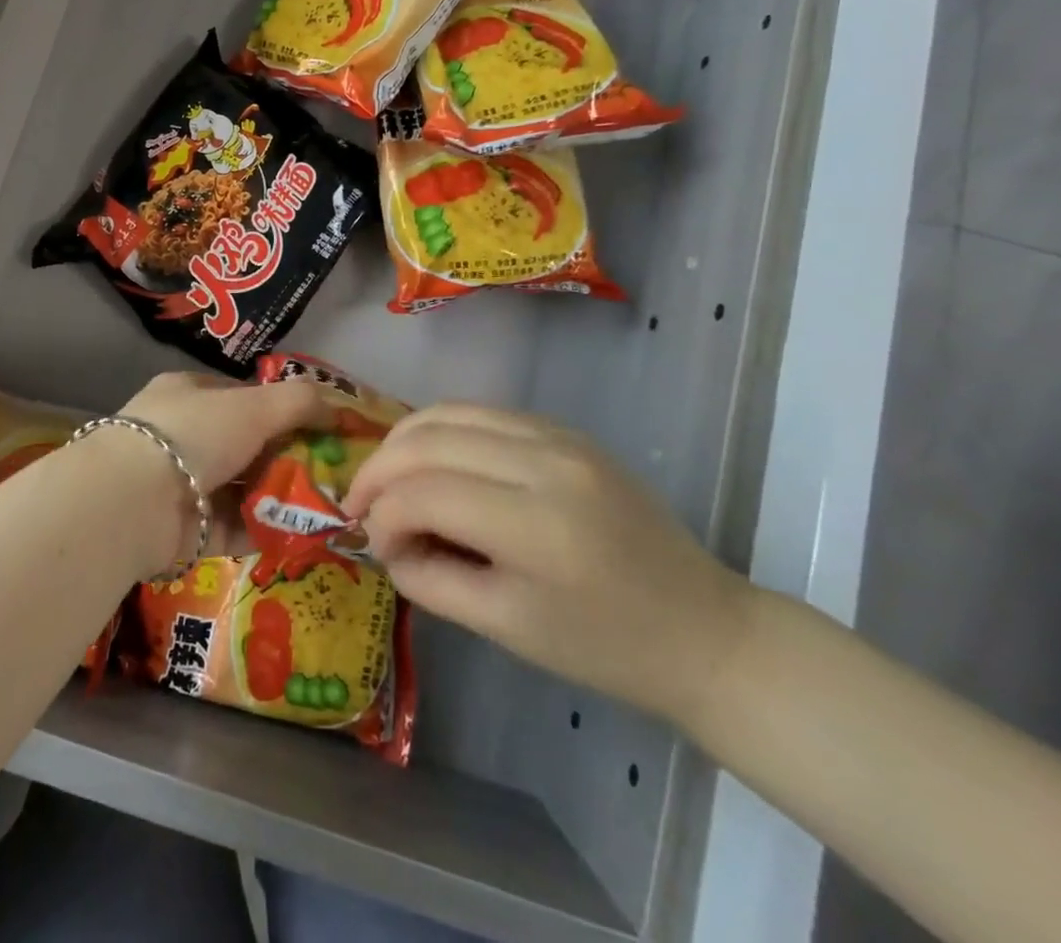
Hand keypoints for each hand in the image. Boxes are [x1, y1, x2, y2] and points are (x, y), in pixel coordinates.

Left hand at [75, 372, 330, 574]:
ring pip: (244, 488)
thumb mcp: (254, 405)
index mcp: (190, 395)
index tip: (322, 428)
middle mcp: (185, 437)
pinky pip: (238, 527)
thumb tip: (340, 408)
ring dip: (282, 496)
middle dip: (288, 457)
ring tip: (330, 506)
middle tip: (333, 472)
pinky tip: (306, 534)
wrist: (133, 503)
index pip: (243, 397)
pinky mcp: (189, 532)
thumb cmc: (194, 434)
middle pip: (247, 445)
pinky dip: (269, 530)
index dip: (283, 410)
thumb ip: (299, 402)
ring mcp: (184, 485)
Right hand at [342, 404, 754, 729]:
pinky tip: (429, 461)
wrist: (702, 629)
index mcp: (538, 526)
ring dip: (403, 441)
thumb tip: (384, 540)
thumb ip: (429, 579)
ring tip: (385, 477)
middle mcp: (546, 462)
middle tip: (358, 504)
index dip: (381, 515)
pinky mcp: (564, 429)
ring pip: (449, 412)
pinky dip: (440, 431)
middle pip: (429, 439)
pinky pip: (481, 412)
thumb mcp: (504, 627)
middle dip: (378, 469)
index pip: (425, 493)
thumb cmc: (604, 647)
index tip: (370, 543)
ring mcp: (558, 436)